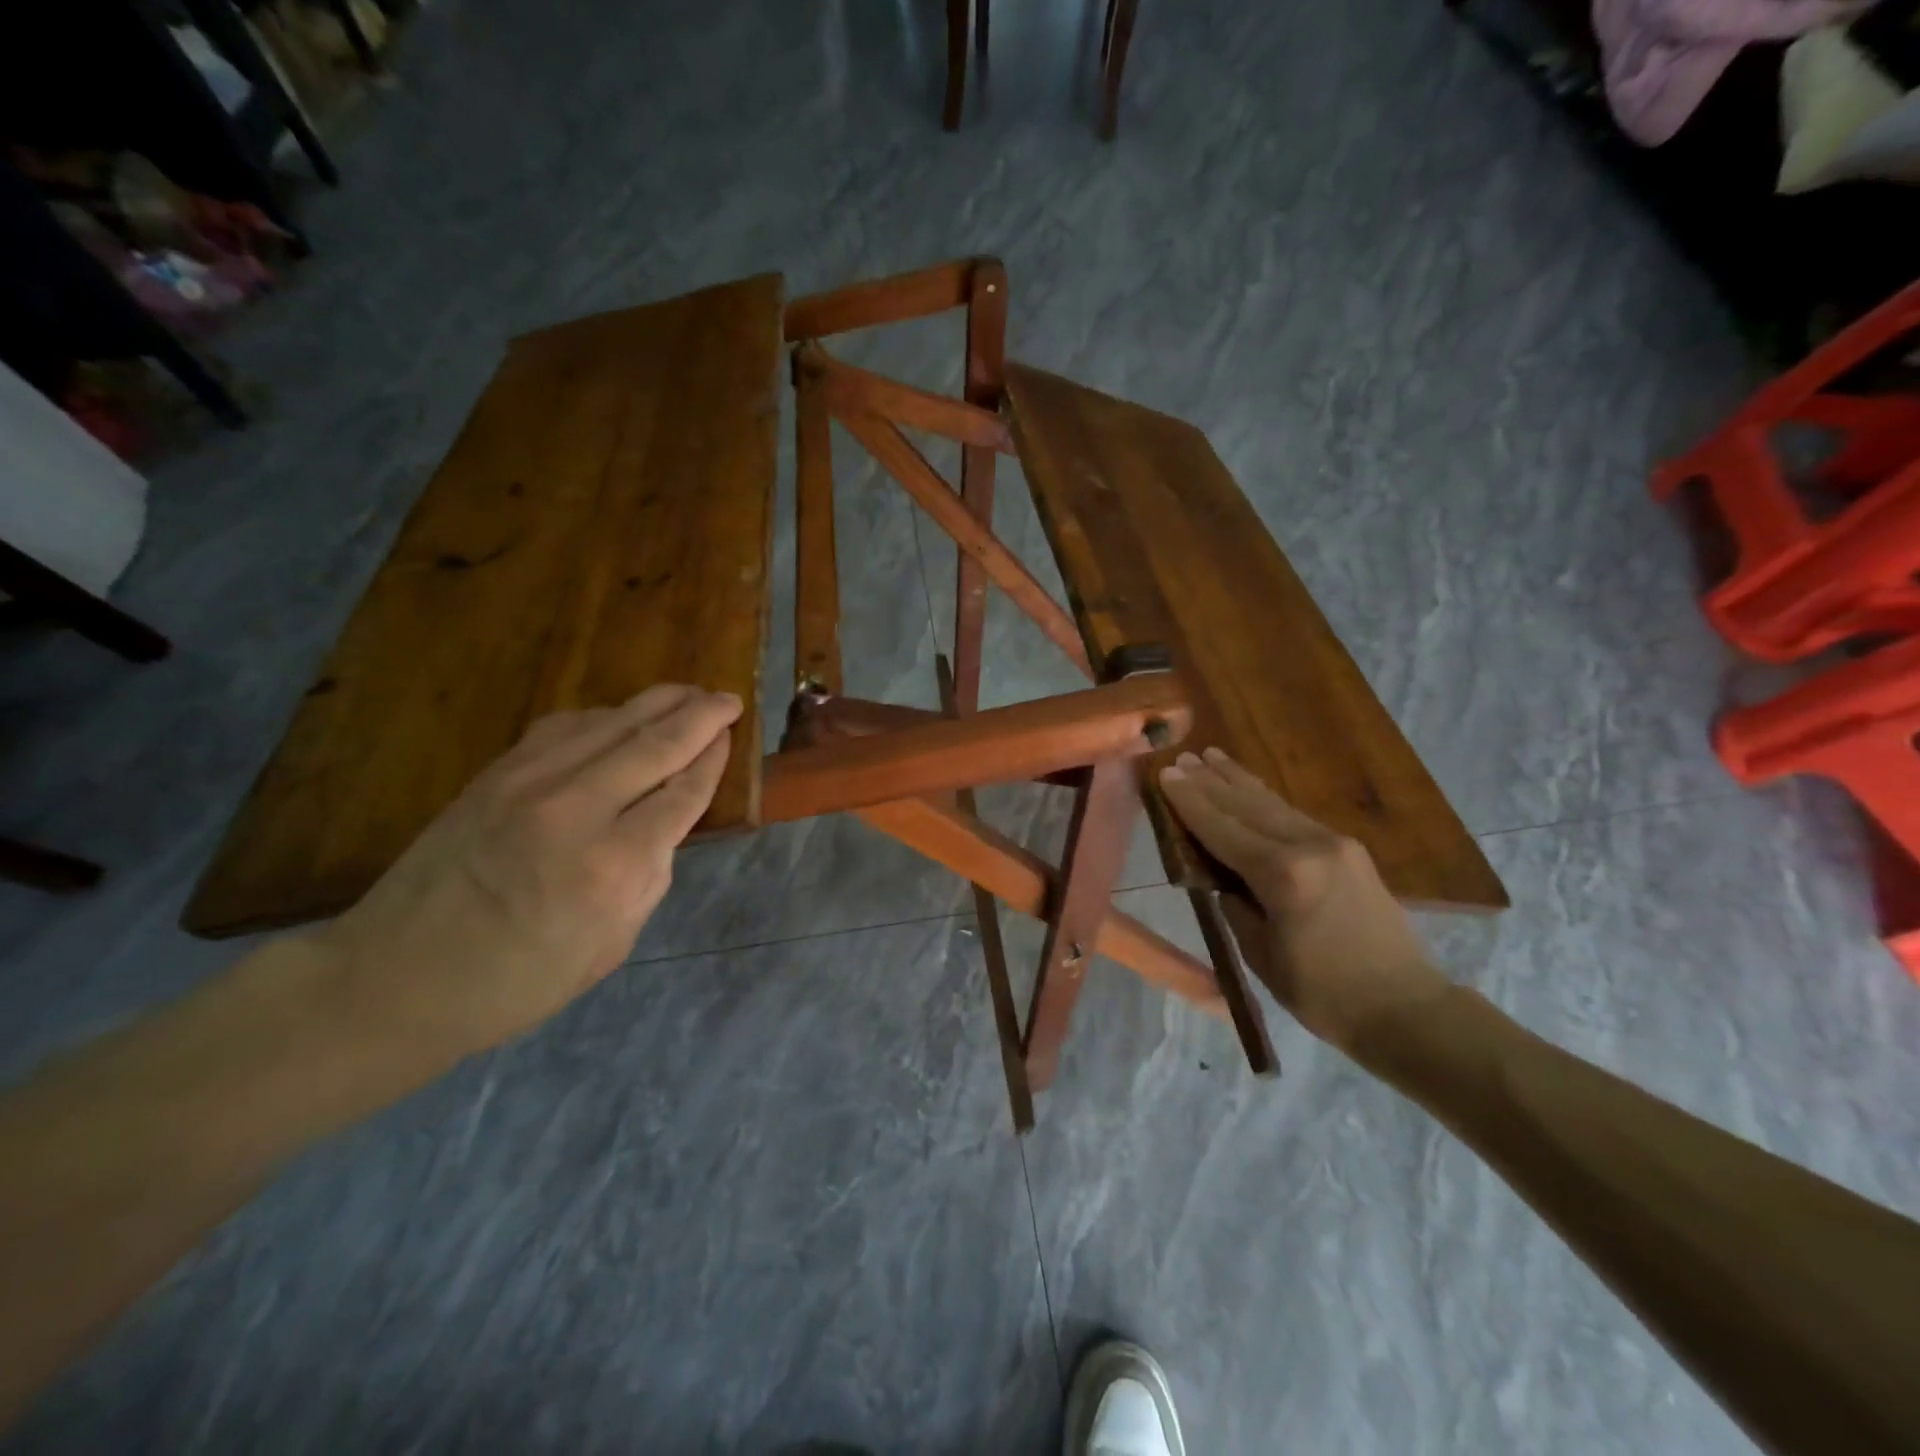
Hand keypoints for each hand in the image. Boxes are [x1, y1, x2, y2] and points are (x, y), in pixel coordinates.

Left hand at [306, 684, 741, 1064]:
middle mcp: (578, 810)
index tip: (732, 737)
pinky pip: (565, 727)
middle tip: (729, 699)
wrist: (396, 978)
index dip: (713, 761)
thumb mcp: (611, 944)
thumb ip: (649, 876)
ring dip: (657, 702)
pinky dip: (604, 715)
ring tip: (688, 693)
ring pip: (611, 723)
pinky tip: (621, 715)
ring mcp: (530, 783)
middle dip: (701, 716)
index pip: (682, 792)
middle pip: (656, 744)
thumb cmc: (518, 981)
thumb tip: (664, 826)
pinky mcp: (496, 774)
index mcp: (615, 865)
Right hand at [1159, 747, 1447, 1049]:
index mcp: (1283, 876)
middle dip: (1210, 781)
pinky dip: (1265, 799)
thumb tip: (1223, 877)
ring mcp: (1335, 844)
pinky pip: (1295, 816)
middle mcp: (1309, 847)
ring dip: (1238, 780)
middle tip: (1181, 757)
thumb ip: (1236, 905)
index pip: (1222, 829)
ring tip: (1211, 756)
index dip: (1190, 802)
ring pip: (1274, 803)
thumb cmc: (1323, 994)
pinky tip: (1251, 789)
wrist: (1406, 1008)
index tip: (1165, 774)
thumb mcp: (1261, 953)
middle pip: (1247, 805)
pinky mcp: (1350, 850)